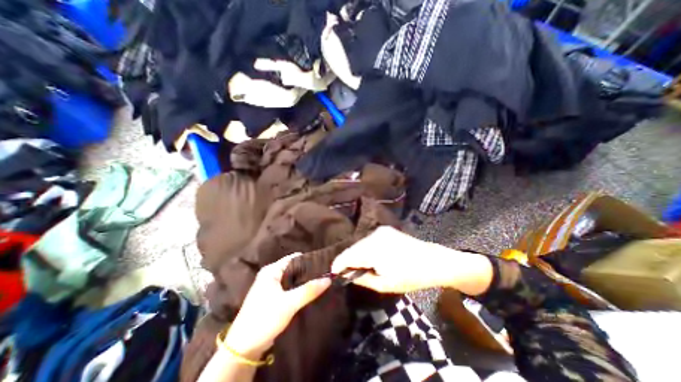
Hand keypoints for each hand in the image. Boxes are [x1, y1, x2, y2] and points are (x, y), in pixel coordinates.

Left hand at [225, 256, 330, 359]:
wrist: (243, 348)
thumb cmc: (264, 318)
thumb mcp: (289, 303)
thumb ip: (309, 290)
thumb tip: (328, 278)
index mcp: (271, 270)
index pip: (294, 258)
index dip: (309, 260)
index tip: (325, 264)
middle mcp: (271, 275)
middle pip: (294, 268)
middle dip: (308, 271)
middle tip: (325, 274)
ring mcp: (271, 286)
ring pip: (292, 279)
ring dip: (304, 281)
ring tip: (321, 281)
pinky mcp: (273, 297)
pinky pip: (290, 288)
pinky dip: (299, 289)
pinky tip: (310, 292)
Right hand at [333, 226, 492, 294]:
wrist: (433, 260)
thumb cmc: (410, 276)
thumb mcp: (385, 284)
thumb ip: (362, 278)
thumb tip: (347, 274)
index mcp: (373, 249)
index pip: (348, 255)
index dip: (338, 264)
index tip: (333, 273)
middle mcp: (374, 235)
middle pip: (353, 248)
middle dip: (347, 260)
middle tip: (346, 272)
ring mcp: (380, 231)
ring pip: (360, 243)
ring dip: (357, 254)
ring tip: (359, 266)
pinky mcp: (385, 230)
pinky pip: (369, 240)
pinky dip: (365, 249)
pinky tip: (370, 257)